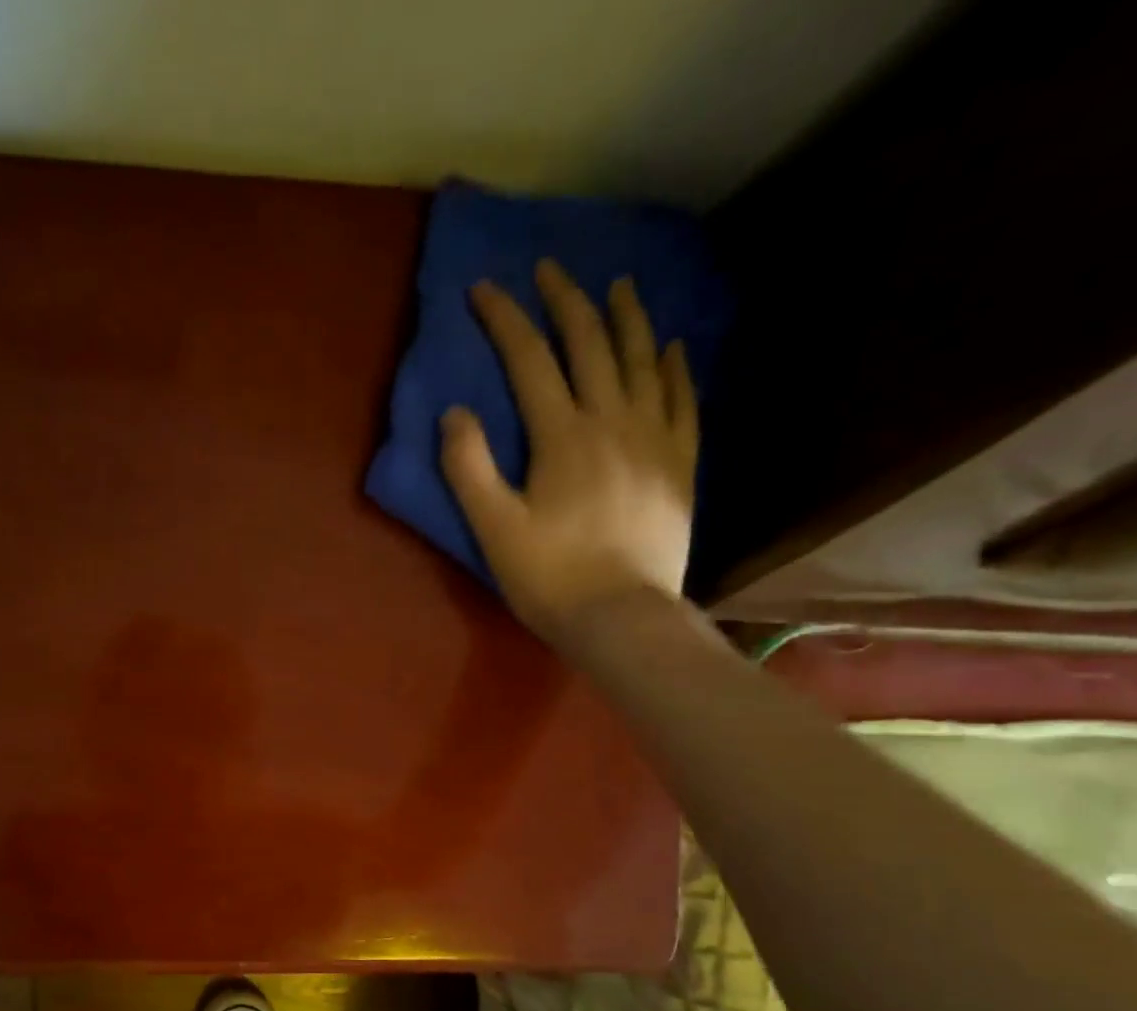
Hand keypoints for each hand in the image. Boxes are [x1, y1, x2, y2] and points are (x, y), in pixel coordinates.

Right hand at [441, 259, 698, 642]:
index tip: (484, 289)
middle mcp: (612, 422)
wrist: (621, 616)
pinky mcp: (679, 464)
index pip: (529, 360)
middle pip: (590, 345)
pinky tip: (672, 347)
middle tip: (550, 269)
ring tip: (617, 286)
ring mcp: (653, 440)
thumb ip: (469, 468)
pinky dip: (675, 368)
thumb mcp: (493, 528)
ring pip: (643, 361)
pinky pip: (682, 400)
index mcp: (562, 436)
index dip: (504, 320)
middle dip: (566, 301)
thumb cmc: (548, 577)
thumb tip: (454, 412)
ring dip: (626, 318)